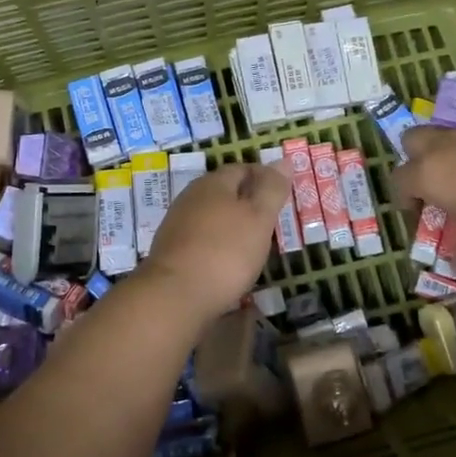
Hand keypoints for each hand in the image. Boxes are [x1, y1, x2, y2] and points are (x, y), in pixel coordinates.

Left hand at [138, 162, 291, 324]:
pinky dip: (218, 245)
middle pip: (224, 191)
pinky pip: (201, 239)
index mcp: (213, 183)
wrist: (174, 296)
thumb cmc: (225, 252)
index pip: (242, 168)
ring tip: (253, 243)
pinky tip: (228, 262)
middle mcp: (191, 197)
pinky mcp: (171, 251)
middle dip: (247, 202)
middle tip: (271, 220)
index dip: (264, 177)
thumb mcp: (259, 218)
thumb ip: (271, 190)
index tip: (281, 194)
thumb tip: (283, 160)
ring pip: (212, 216)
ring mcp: (177, 224)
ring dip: (232, 225)